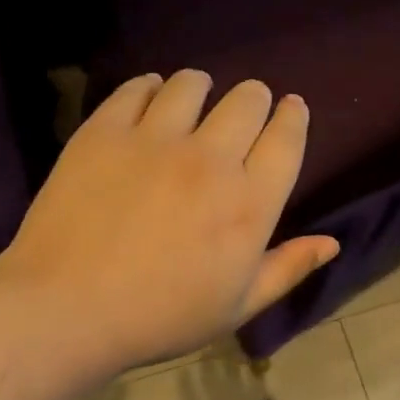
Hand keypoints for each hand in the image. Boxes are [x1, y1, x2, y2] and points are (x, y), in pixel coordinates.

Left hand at [0, 70, 338, 371]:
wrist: (67, 309)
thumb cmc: (161, 316)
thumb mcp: (236, 306)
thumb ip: (288, 268)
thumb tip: (332, 242)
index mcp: (250, 203)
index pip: (286, 137)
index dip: (293, 115)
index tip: (290, 108)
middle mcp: (211, 159)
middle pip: (248, 99)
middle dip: (254, 99)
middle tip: (241, 113)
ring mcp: (155, 139)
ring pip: (192, 83)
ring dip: (201, 89)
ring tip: (191, 104)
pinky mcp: (105, 131)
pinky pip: (137, 88)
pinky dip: (150, 89)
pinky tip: (148, 103)